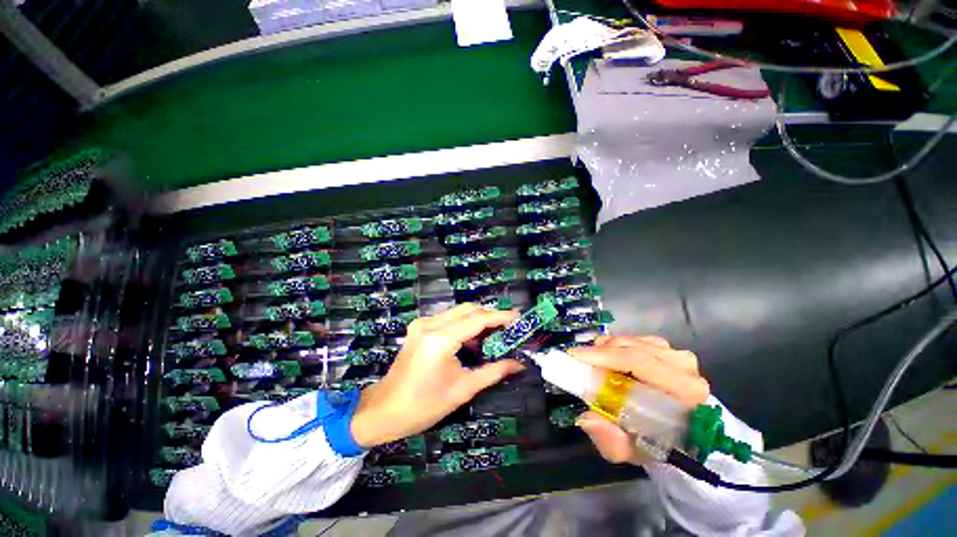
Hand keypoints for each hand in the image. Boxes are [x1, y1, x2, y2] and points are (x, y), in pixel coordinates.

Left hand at [350, 304, 522, 447]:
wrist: (384, 410)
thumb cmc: (424, 405)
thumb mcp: (463, 389)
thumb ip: (493, 372)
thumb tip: (519, 364)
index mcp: (441, 339)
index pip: (478, 319)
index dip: (500, 316)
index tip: (518, 317)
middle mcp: (430, 324)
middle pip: (468, 309)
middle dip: (490, 316)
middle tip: (507, 329)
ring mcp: (422, 324)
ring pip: (458, 311)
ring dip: (477, 320)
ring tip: (493, 336)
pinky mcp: (419, 328)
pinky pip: (448, 318)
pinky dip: (463, 324)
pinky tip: (472, 340)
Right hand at [568, 335, 708, 464]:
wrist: (676, 436)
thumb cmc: (654, 444)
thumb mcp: (631, 452)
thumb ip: (611, 441)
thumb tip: (587, 418)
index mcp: (684, 392)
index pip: (640, 362)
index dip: (605, 356)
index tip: (576, 357)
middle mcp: (684, 368)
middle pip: (632, 348)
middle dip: (599, 352)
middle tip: (577, 360)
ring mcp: (677, 356)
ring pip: (631, 341)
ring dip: (606, 349)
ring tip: (593, 363)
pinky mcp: (669, 350)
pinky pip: (634, 339)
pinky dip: (615, 346)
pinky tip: (608, 358)